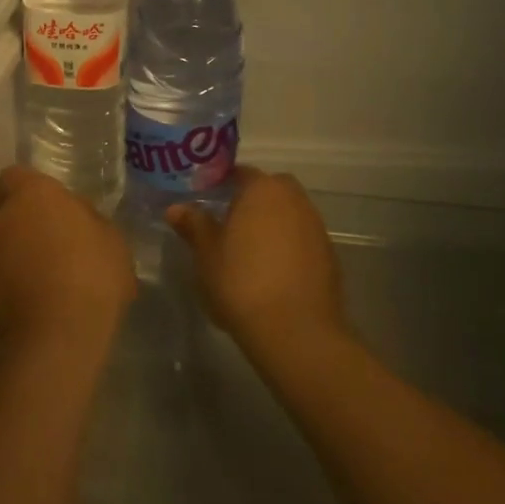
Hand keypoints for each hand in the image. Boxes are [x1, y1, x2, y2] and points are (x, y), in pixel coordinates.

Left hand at [0, 167, 135, 354]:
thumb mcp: (112, 238)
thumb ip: (88, 218)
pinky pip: (3, 270)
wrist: (57, 335)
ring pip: (5, 239)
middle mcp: (2, 215)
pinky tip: (42, 293)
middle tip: (58, 237)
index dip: (36, 188)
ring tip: (51, 270)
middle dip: (30, 219)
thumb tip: (76, 217)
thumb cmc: (92, 273)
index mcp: (33, 192)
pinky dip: (17, 276)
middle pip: (11, 208)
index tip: (57, 205)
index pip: (19, 175)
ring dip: (22, 249)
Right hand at [168, 169, 347, 361]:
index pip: (240, 173)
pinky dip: (286, 246)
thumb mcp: (206, 253)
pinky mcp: (329, 255)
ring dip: (270, 223)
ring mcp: (315, 226)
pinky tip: (270, 270)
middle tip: (227, 222)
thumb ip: (194, 225)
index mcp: (262, 189)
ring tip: (247, 249)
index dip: (221, 183)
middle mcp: (293, 199)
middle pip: (269, 189)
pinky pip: (301, 239)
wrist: (296, 331)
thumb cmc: (241, 281)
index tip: (205, 199)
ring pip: (288, 213)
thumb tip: (176, 208)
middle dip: (251, 200)